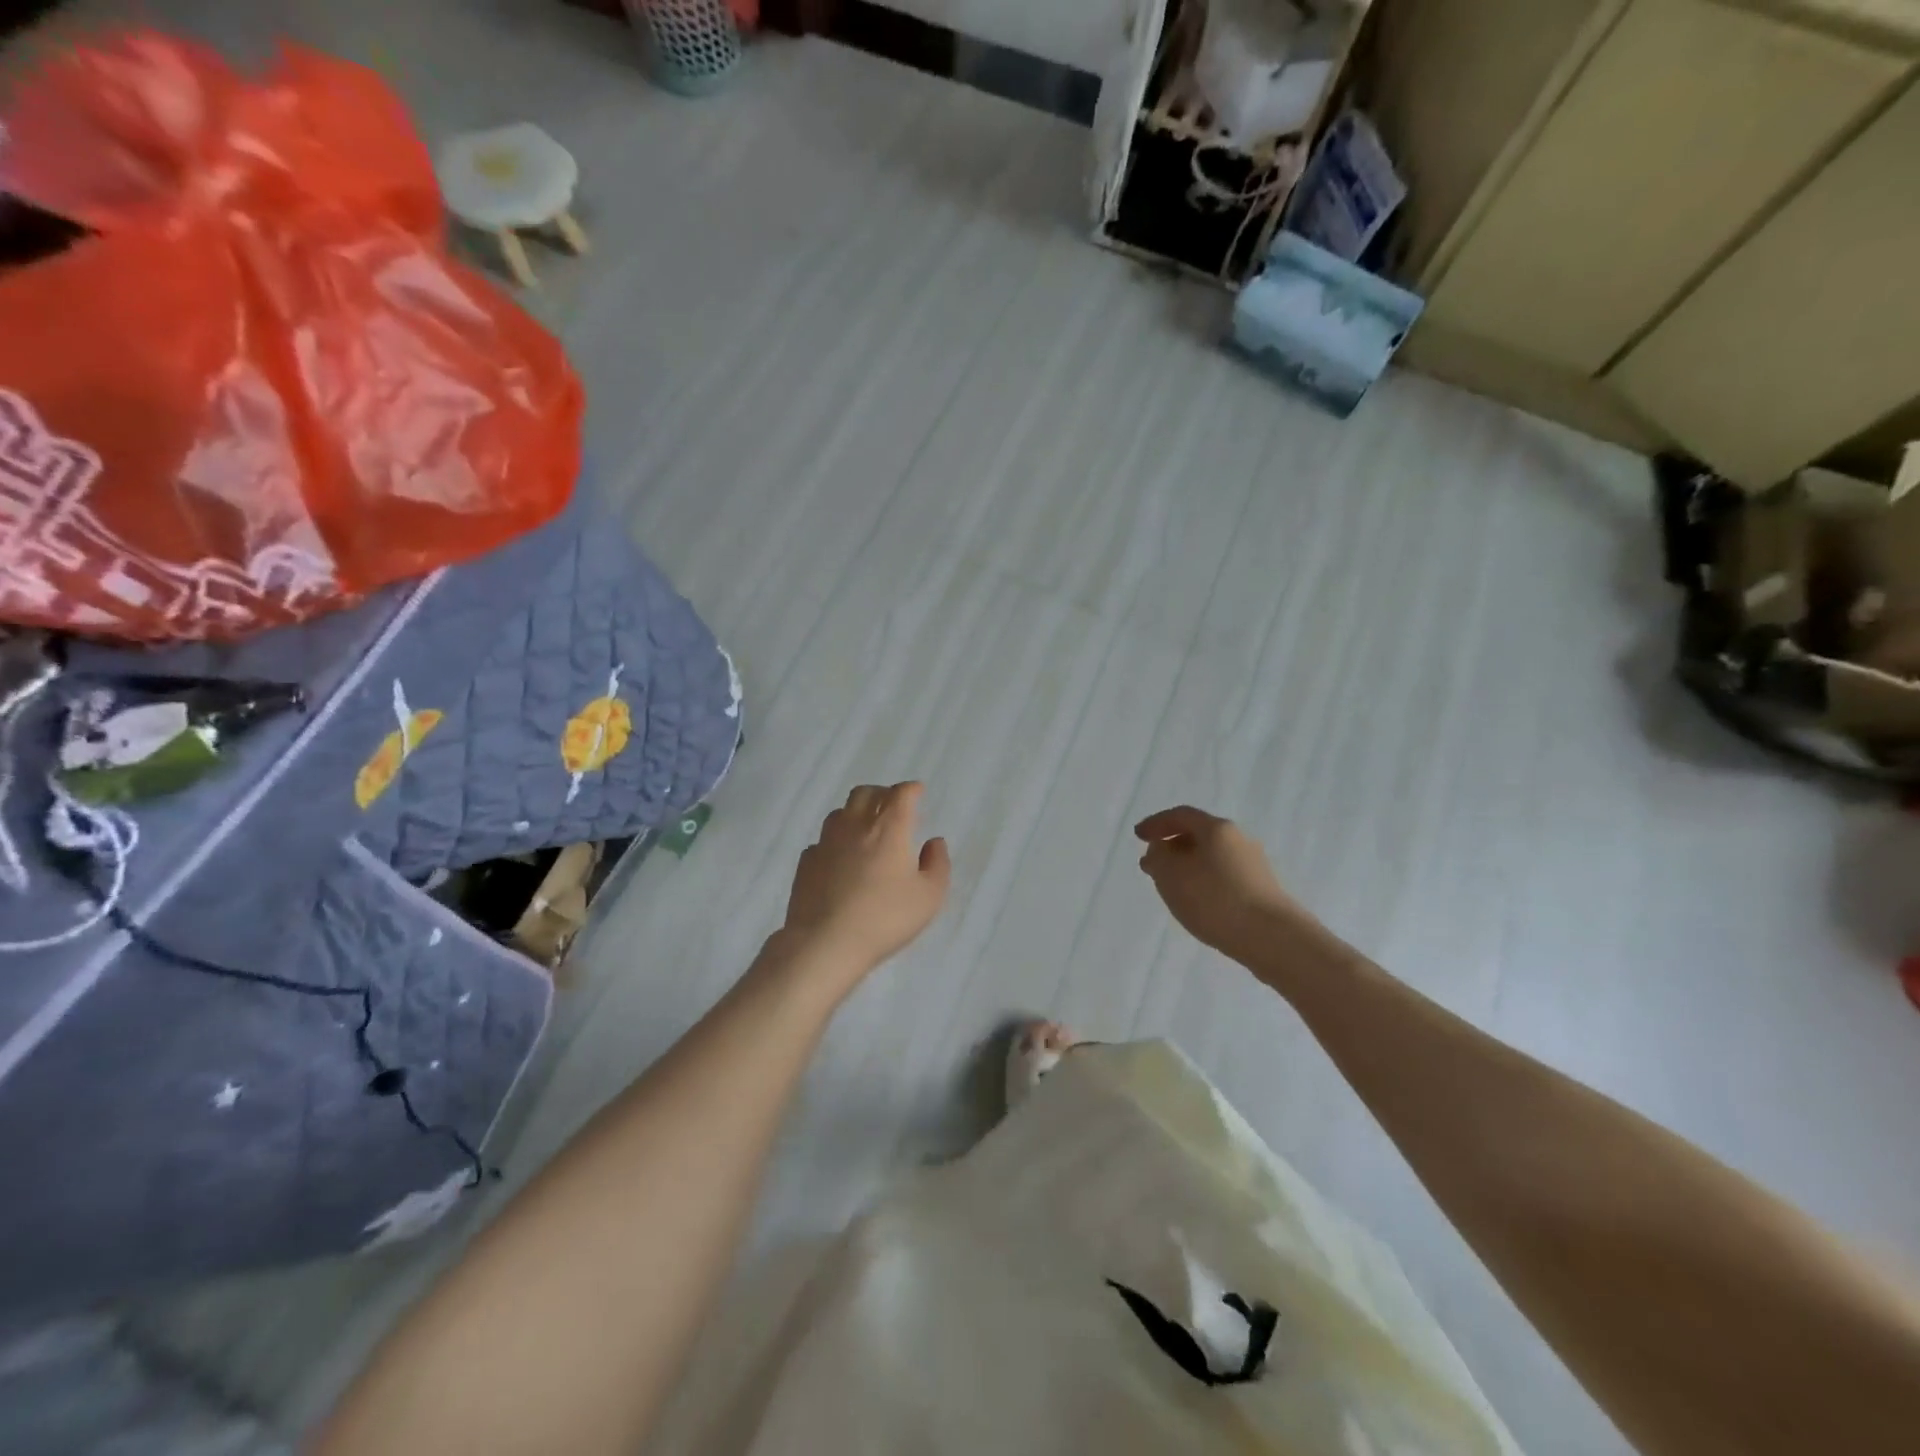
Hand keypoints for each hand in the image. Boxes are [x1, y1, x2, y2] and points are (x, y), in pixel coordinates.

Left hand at [778, 783, 950, 984]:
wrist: (825, 942)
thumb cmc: (885, 918)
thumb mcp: (929, 896)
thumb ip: (937, 864)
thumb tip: (934, 842)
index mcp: (888, 829)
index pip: (900, 795)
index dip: (911, 789)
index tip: (917, 791)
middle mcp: (855, 826)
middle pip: (865, 794)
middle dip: (881, 793)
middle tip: (892, 805)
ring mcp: (826, 843)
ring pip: (840, 813)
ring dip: (855, 813)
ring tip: (865, 829)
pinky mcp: (806, 863)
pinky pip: (822, 841)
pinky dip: (835, 841)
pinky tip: (840, 858)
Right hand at [1134, 806, 1306, 965]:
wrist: (1272, 938)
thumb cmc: (1215, 899)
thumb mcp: (1171, 875)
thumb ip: (1158, 857)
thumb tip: (1160, 850)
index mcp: (1217, 828)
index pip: (1181, 815)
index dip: (1156, 824)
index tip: (1138, 837)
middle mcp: (1238, 839)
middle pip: (1199, 835)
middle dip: (1172, 847)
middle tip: (1152, 864)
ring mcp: (1254, 865)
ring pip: (1211, 857)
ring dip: (1187, 866)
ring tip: (1172, 887)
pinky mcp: (1261, 889)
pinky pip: (1224, 876)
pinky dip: (1204, 881)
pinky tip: (1198, 902)